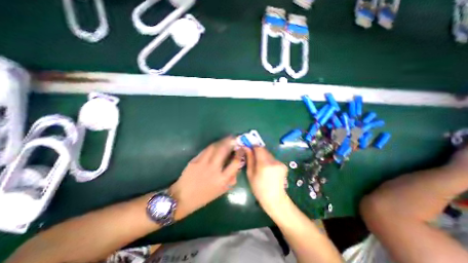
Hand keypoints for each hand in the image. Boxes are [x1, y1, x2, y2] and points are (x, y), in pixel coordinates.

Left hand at [170, 136, 243, 220]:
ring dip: (222, 141)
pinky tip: (216, 144)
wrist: (183, 197)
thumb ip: (231, 178)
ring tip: (227, 139)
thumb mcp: (222, 190)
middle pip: (224, 150)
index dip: (240, 153)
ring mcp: (203, 163)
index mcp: (222, 179)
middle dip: (231, 141)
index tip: (242, 148)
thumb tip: (238, 165)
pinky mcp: (195, 159)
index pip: (235, 162)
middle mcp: (213, 169)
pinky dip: (213, 145)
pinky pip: (206, 149)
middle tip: (234, 138)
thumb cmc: (204, 196)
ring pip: (214, 146)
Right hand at [245, 148, 288, 210]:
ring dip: (263, 156)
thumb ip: (249, 159)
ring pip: (268, 154)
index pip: (259, 148)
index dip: (253, 145)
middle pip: (264, 150)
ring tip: (260, 165)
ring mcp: (280, 163)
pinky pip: (273, 158)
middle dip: (257, 151)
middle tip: (252, 156)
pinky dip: (268, 160)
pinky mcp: (283, 165)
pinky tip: (267, 169)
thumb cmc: (259, 188)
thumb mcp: (250, 174)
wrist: (275, 199)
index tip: (248, 147)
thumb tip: (246, 147)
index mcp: (264, 164)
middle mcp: (274, 161)